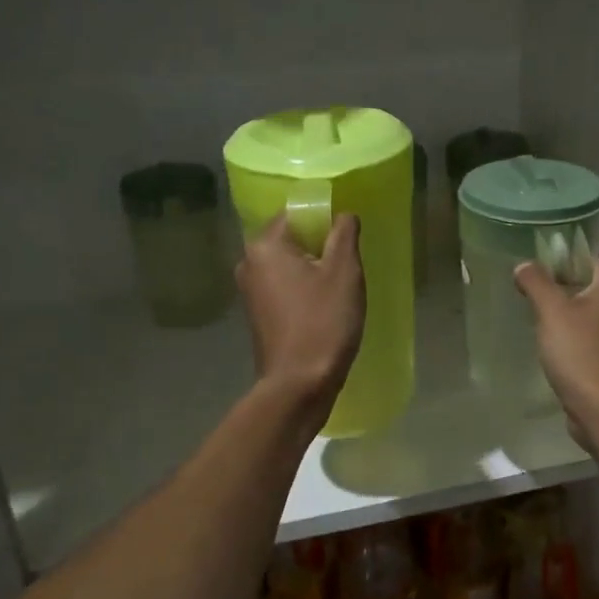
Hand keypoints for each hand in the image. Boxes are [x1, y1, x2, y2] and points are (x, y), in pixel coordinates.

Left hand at [237, 214, 365, 412]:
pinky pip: (284, 287)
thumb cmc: (323, 322)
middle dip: (320, 246)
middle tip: (349, 263)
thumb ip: (344, 233)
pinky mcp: (257, 314)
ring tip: (340, 286)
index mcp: (265, 245)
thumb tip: (343, 215)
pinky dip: (303, 289)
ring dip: (313, 269)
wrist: (299, 385)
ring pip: (288, 264)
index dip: (326, 219)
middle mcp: (249, 262)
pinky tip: (324, 306)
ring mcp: (250, 291)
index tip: (348, 238)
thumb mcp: (344, 272)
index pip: (297, 213)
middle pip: (291, 238)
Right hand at [514, 258, 598, 447]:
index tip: (530, 274)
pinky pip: (590, 337)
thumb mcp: (551, 311)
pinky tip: (552, 348)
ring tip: (536, 323)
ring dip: (563, 317)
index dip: (556, 263)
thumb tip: (524, 265)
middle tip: (528, 298)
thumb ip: (536, 282)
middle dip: (557, 291)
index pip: (584, 260)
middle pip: (586, 286)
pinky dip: (572, 338)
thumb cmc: (580, 352)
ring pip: (587, 313)